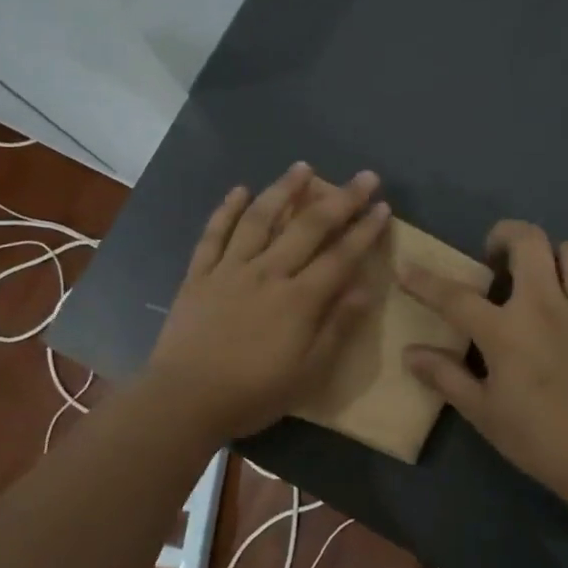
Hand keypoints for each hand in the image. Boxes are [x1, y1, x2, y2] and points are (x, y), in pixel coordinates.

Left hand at [144, 163, 391, 443]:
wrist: (184, 400)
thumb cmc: (252, 393)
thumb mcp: (308, 372)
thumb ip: (337, 327)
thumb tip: (364, 288)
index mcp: (298, 299)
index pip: (340, 256)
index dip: (364, 230)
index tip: (382, 206)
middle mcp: (267, 272)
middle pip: (308, 227)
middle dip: (339, 199)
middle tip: (362, 175)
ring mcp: (230, 269)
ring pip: (260, 219)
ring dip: (283, 190)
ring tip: (302, 167)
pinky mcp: (199, 275)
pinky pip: (214, 235)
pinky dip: (226, 210)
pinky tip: (239, 190)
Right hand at [399, 220, 567, 498]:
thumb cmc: (539, 437)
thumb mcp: (483, 412)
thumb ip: (446, 376)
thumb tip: (409, 353)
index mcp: (506, 330)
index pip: (456, 296)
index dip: (426, 281)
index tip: (406, 269)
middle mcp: (546, 306)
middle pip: (529, 241)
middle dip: (506, 235)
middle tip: (496, 257)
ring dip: (557, 255)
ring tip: (546, 275)